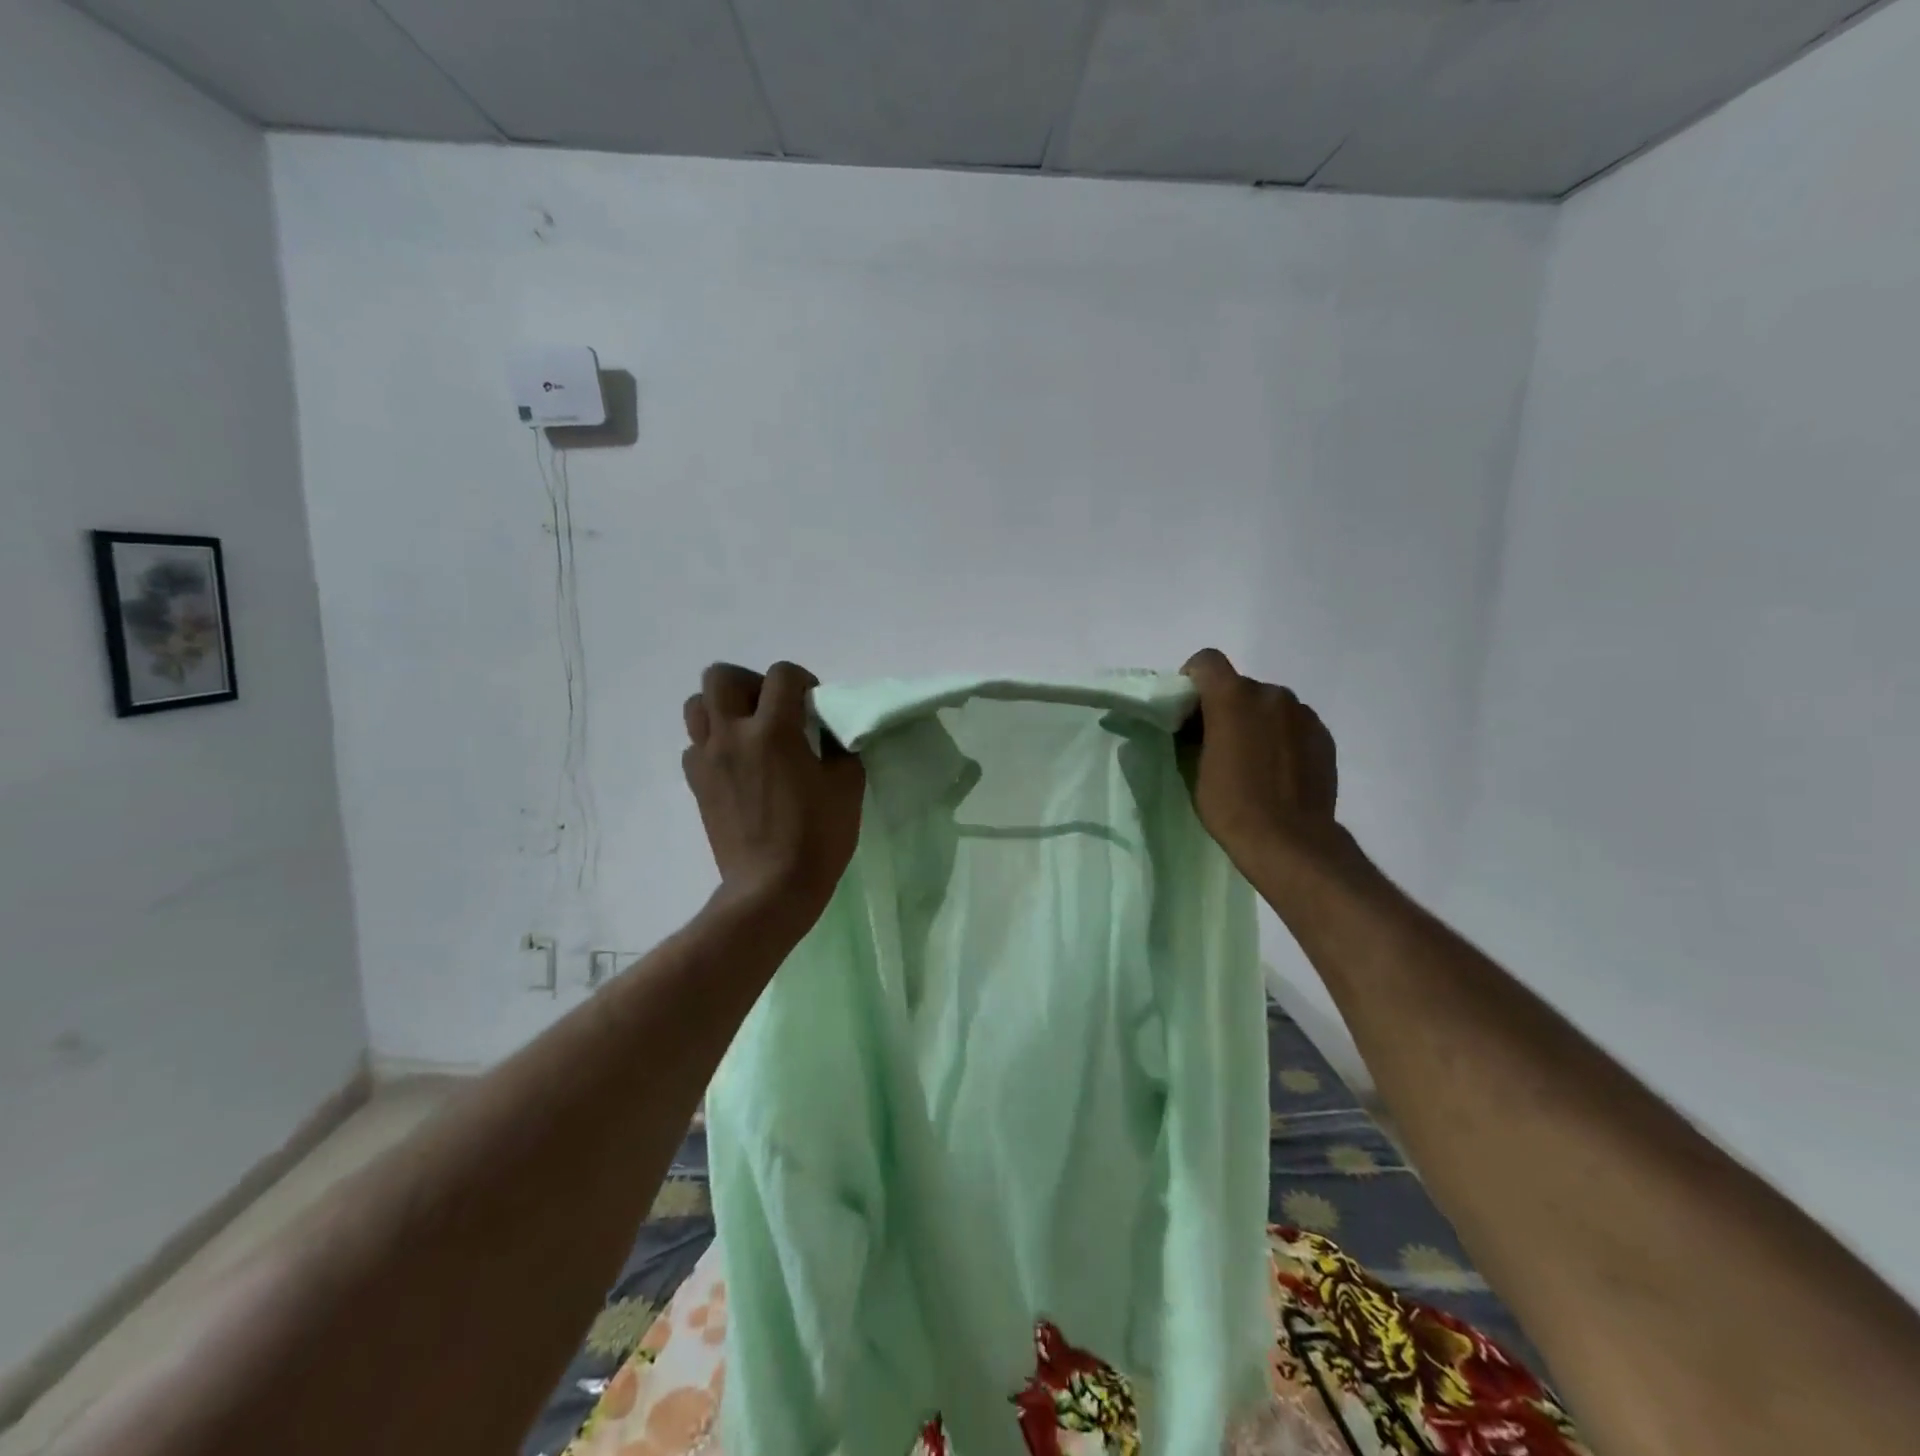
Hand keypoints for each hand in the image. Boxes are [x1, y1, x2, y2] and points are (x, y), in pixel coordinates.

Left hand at [683, 662, 863, 927]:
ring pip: (697, 706)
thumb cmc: (816, 837)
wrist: (770, 889)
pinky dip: (713, 744)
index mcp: (774, 731)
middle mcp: (733, 735)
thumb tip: (829, 731)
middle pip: (721, 677)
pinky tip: (736, 765)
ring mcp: (708, 759)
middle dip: (751, 683)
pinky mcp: (696, 784)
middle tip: (773, 709)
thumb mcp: (847, 786)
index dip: (802, 680)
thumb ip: (840, 747)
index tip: (814, 705)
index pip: (781, 675)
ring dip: (723, 708)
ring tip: (748, 731)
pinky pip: (694, 745)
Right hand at [1180, 648, 1338, 873]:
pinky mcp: (1323, 735)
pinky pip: (1293, 724)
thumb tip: (1198, 727)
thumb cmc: (1231, 804)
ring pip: (1269, 705)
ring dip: (1257, 721)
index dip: (1193, 679)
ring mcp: (1302, 713)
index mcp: (1233, 697)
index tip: (1189, 710)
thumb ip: (1196, 733)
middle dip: (1226, 706)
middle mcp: (1271, 694)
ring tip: (1253, 760)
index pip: (1207, 661)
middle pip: (1240, 686)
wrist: (1289, 841)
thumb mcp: (1195, 767)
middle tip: (1218, 742)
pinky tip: (1278, 770)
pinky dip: (1281, 737)